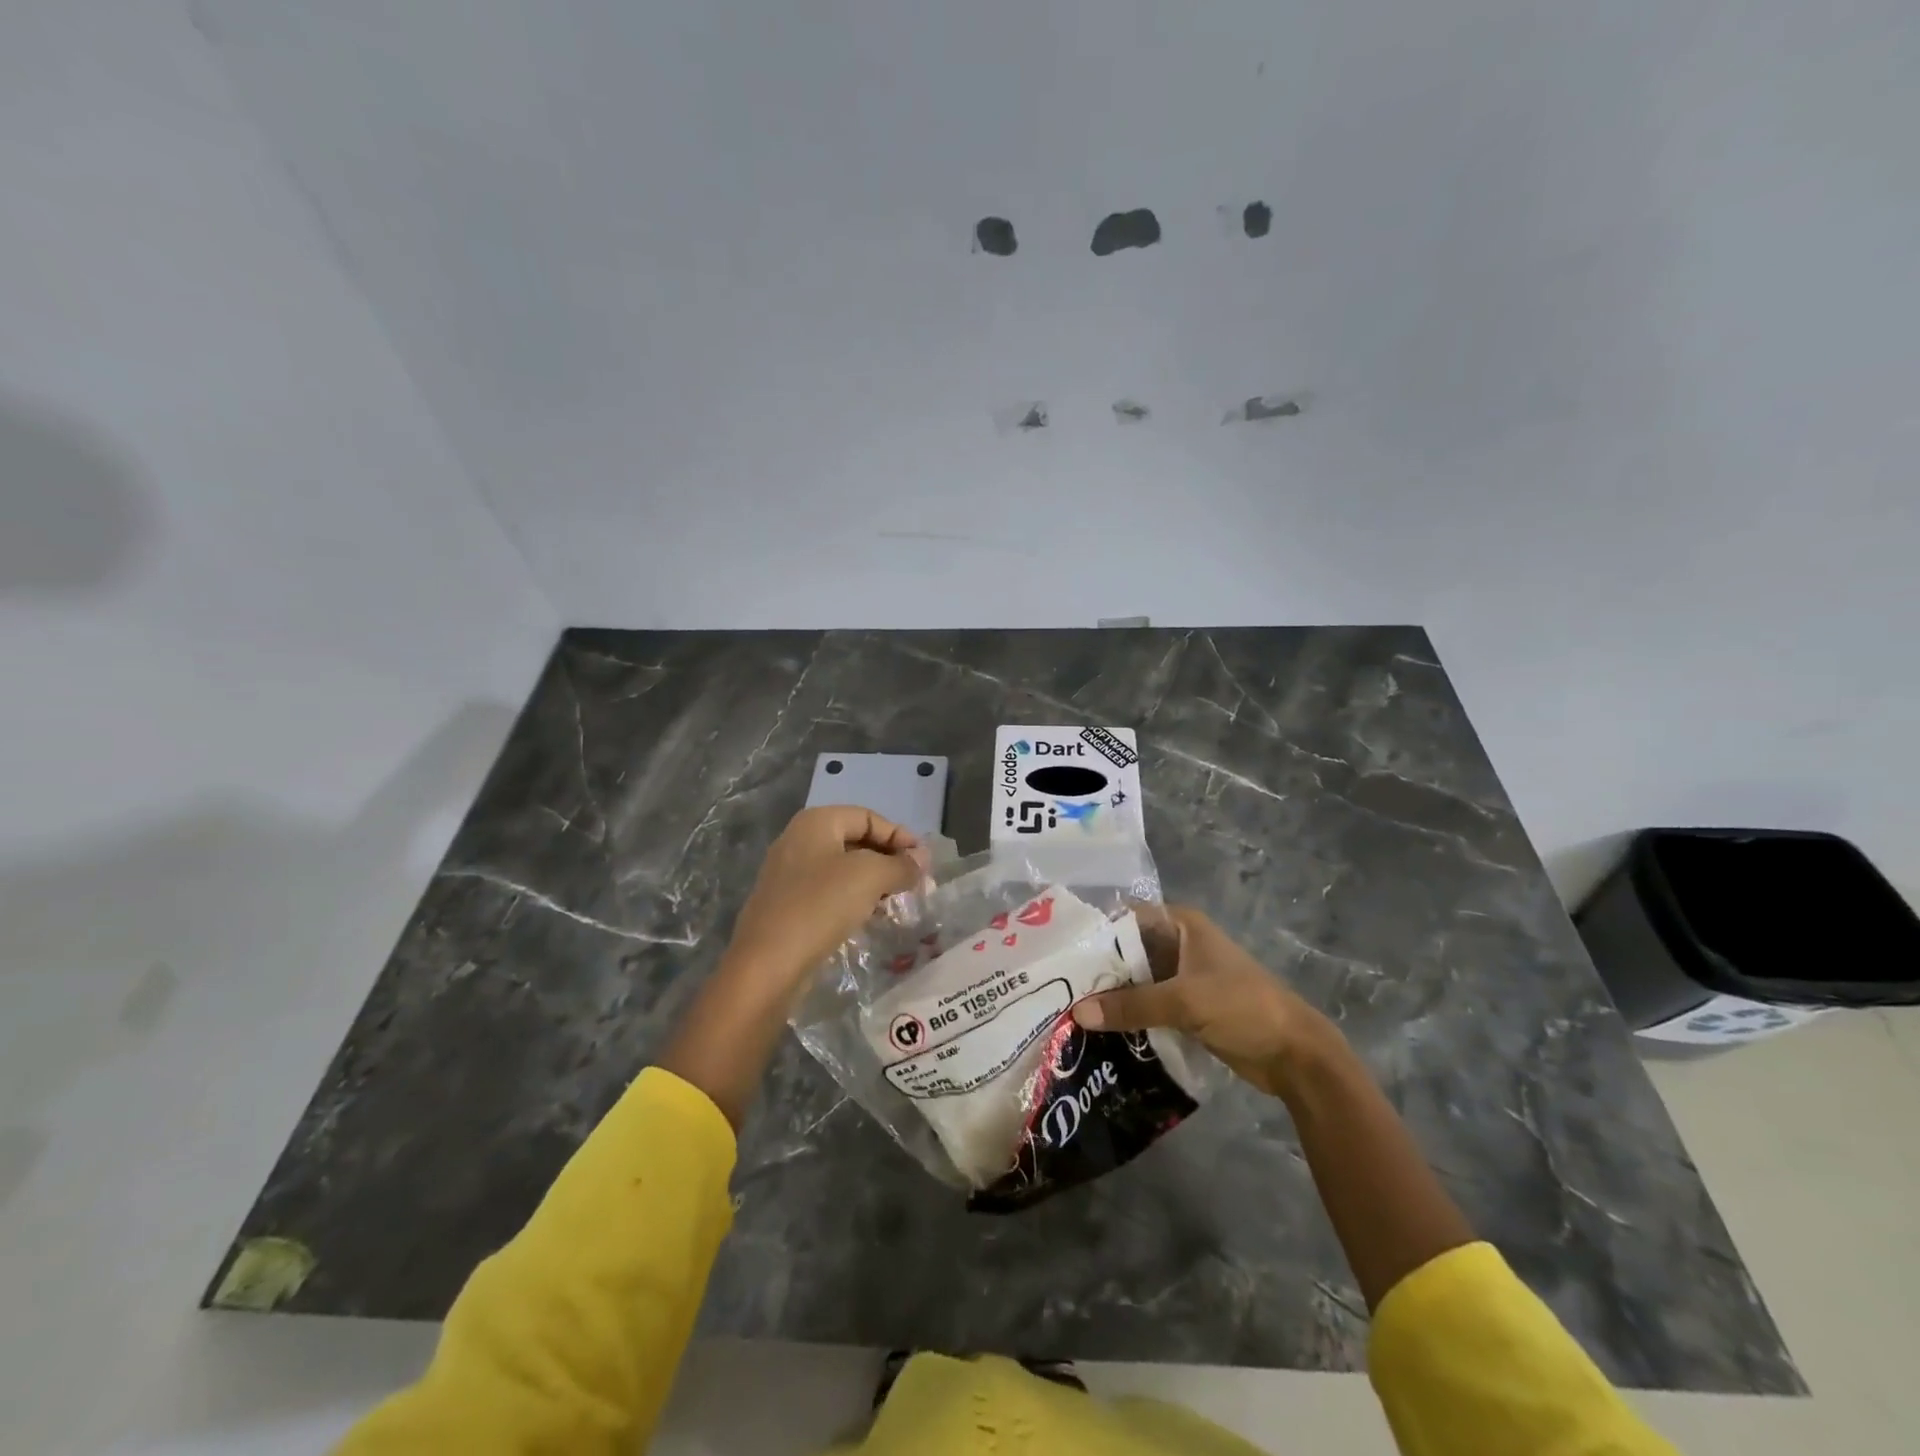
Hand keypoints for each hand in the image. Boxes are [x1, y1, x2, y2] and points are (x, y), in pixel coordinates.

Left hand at [723, 805, 927, 991]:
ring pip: (843, 869)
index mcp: (816, 822)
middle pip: (856, 841)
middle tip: (915, 883)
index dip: (900, 836)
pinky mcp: (787, 905)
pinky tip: (870, 918)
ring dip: (873, 882)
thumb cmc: (821, 906)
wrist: (767, 965)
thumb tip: (921, 858)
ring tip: (897, 902)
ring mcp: (790, 874)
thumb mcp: (870, 877)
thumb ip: (901, 864)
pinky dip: (853, 899)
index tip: (924, 862)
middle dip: (888, 859)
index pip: (869, 817)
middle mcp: (799, 840)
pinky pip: (829, 892)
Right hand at [1072, 905, 1336, 1096]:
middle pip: (1126, 952)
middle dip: (1096, 969)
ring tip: (1065, 1009)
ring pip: (1135, 981)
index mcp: (1181, 925)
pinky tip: (1097, 1030)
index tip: (1058, 951)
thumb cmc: (1243, 1007)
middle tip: (1053, 986)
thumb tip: (1078, 1013)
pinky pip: (1146, 1005)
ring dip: (1110, 996)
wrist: (1295, 1054)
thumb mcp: (1185, 1001)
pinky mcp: (1185, 1007)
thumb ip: (1132, 1005)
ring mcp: (1181, 977)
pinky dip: (1126, 1015)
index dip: (1093, 932)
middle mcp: (1177, 944)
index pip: (1125, 918)